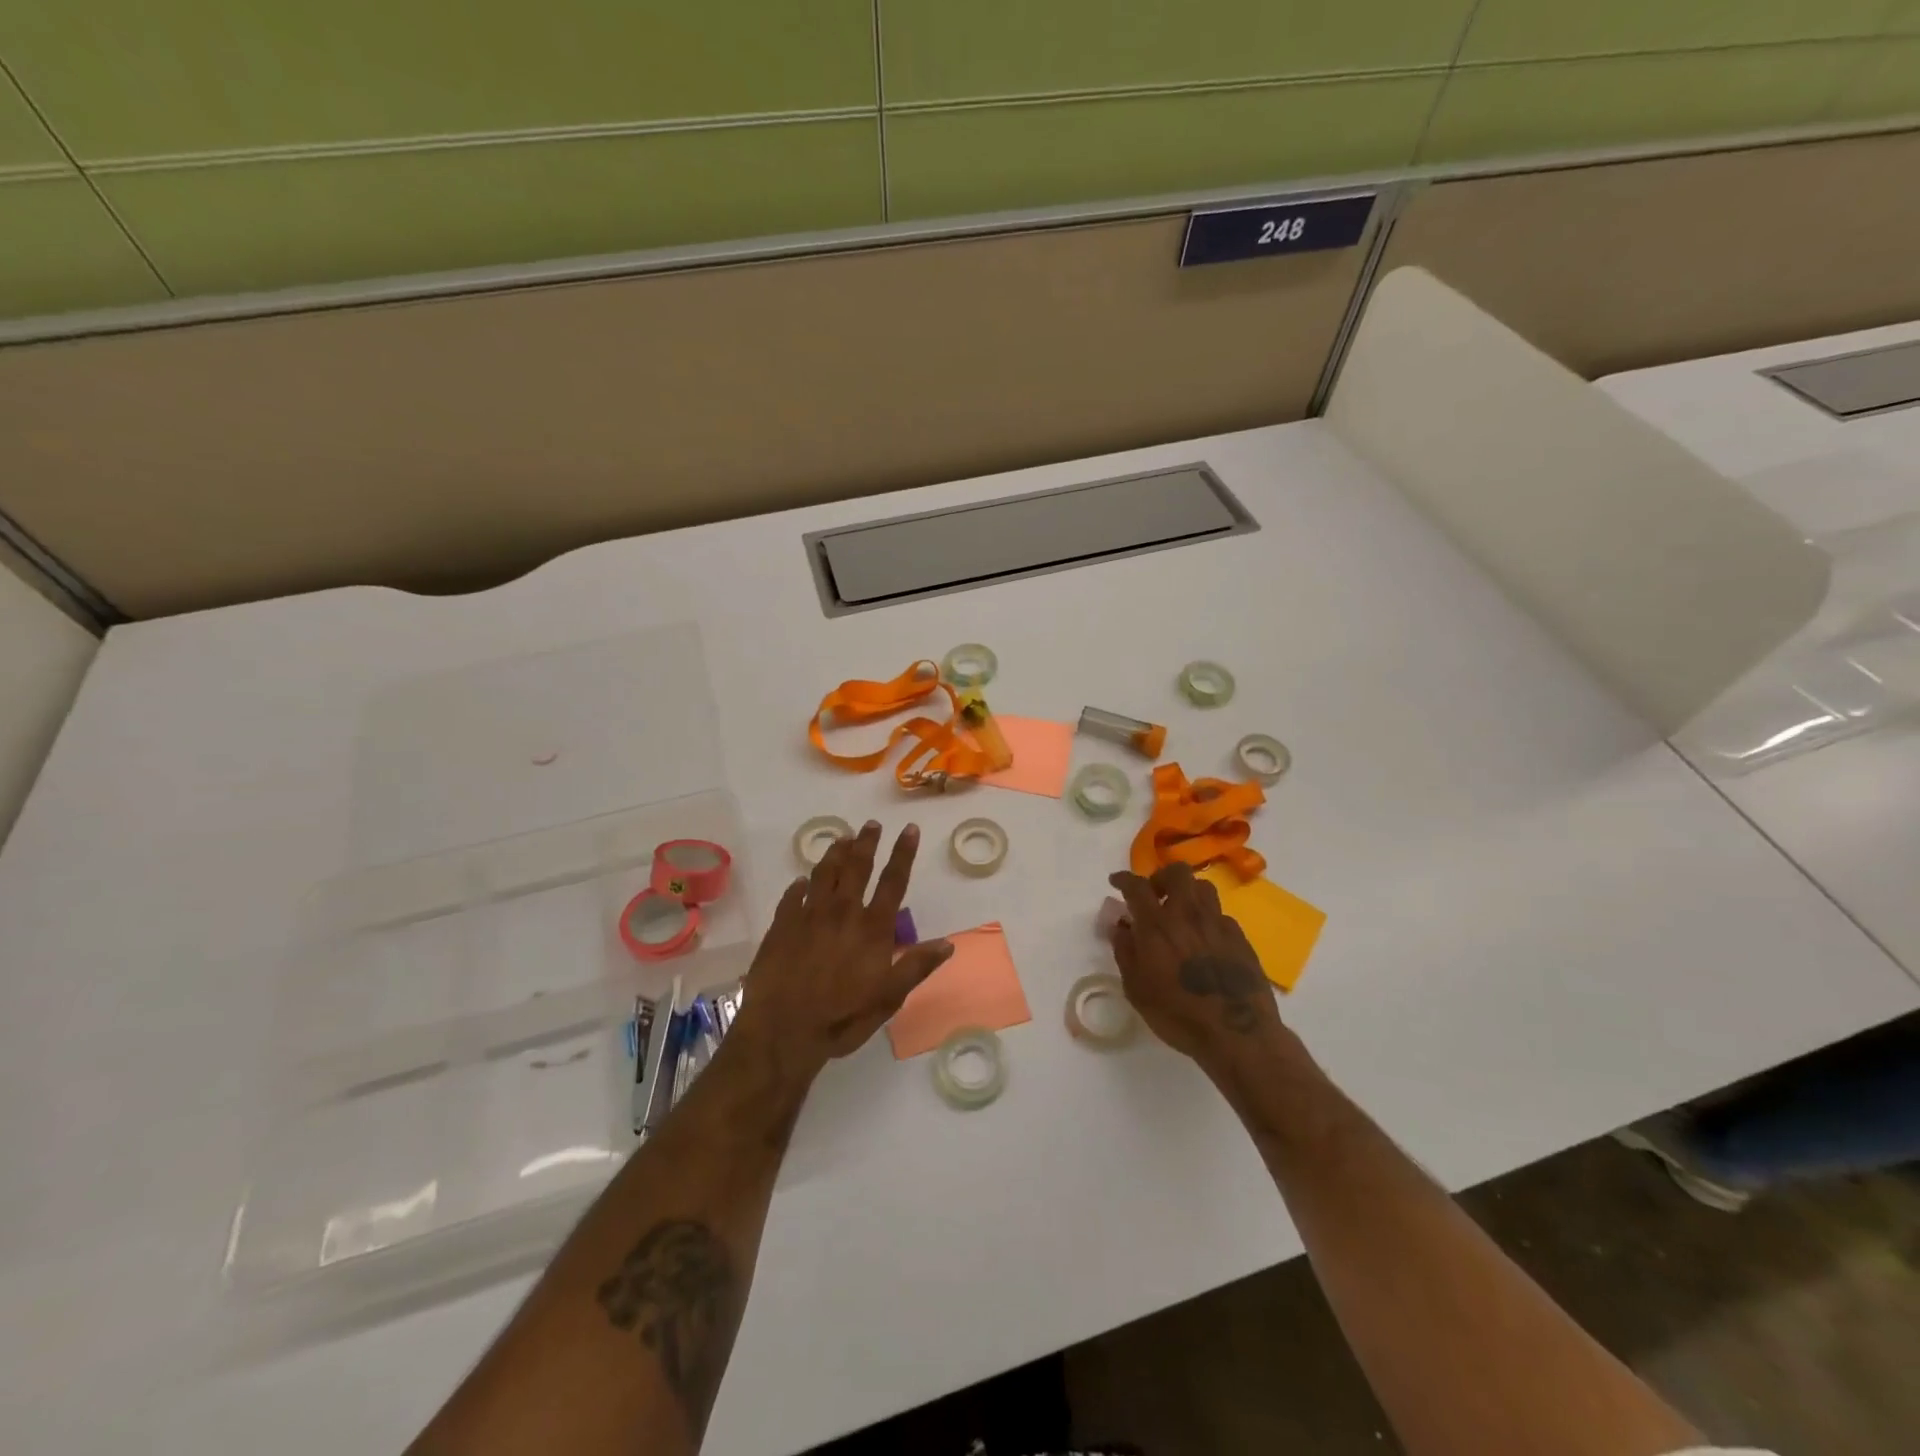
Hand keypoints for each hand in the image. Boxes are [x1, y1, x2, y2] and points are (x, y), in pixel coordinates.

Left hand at [733, 821, 952, 1085]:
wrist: (783, 1029)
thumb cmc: (842, 1017)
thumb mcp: (889, 998)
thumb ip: (916, 966)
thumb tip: (948, 943)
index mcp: (872, 927)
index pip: (893, 881)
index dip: (903, 853)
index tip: (908, 829)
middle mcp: (842, 912)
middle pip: (856, 867)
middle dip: (866, 842)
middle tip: (870, 824)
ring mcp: (809, 915)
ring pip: (824, 873)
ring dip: (834, 853)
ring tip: (841, 838)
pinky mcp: (781, 926)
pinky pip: (792, 896)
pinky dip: (799, 885)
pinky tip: (801, 881)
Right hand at [1108, 862, 1282, 1065]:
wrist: (1237, 1033)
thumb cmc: (1177, 1014)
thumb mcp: (1136, 989)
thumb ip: (1125, 952)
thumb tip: (1121, 926)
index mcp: (1157, 925)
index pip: (1137, 886)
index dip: (1124, 878)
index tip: (1116, 881)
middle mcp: (1187, 914)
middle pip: (1177, 872)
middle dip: (1161, 876)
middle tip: (1155, 894)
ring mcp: (1217, 923)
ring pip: (1203, 887)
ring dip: (1187, 892)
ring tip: (1181, 912)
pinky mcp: (1240, 937)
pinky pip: (1220, 914)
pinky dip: (1207, 918)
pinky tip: (1205, 938)